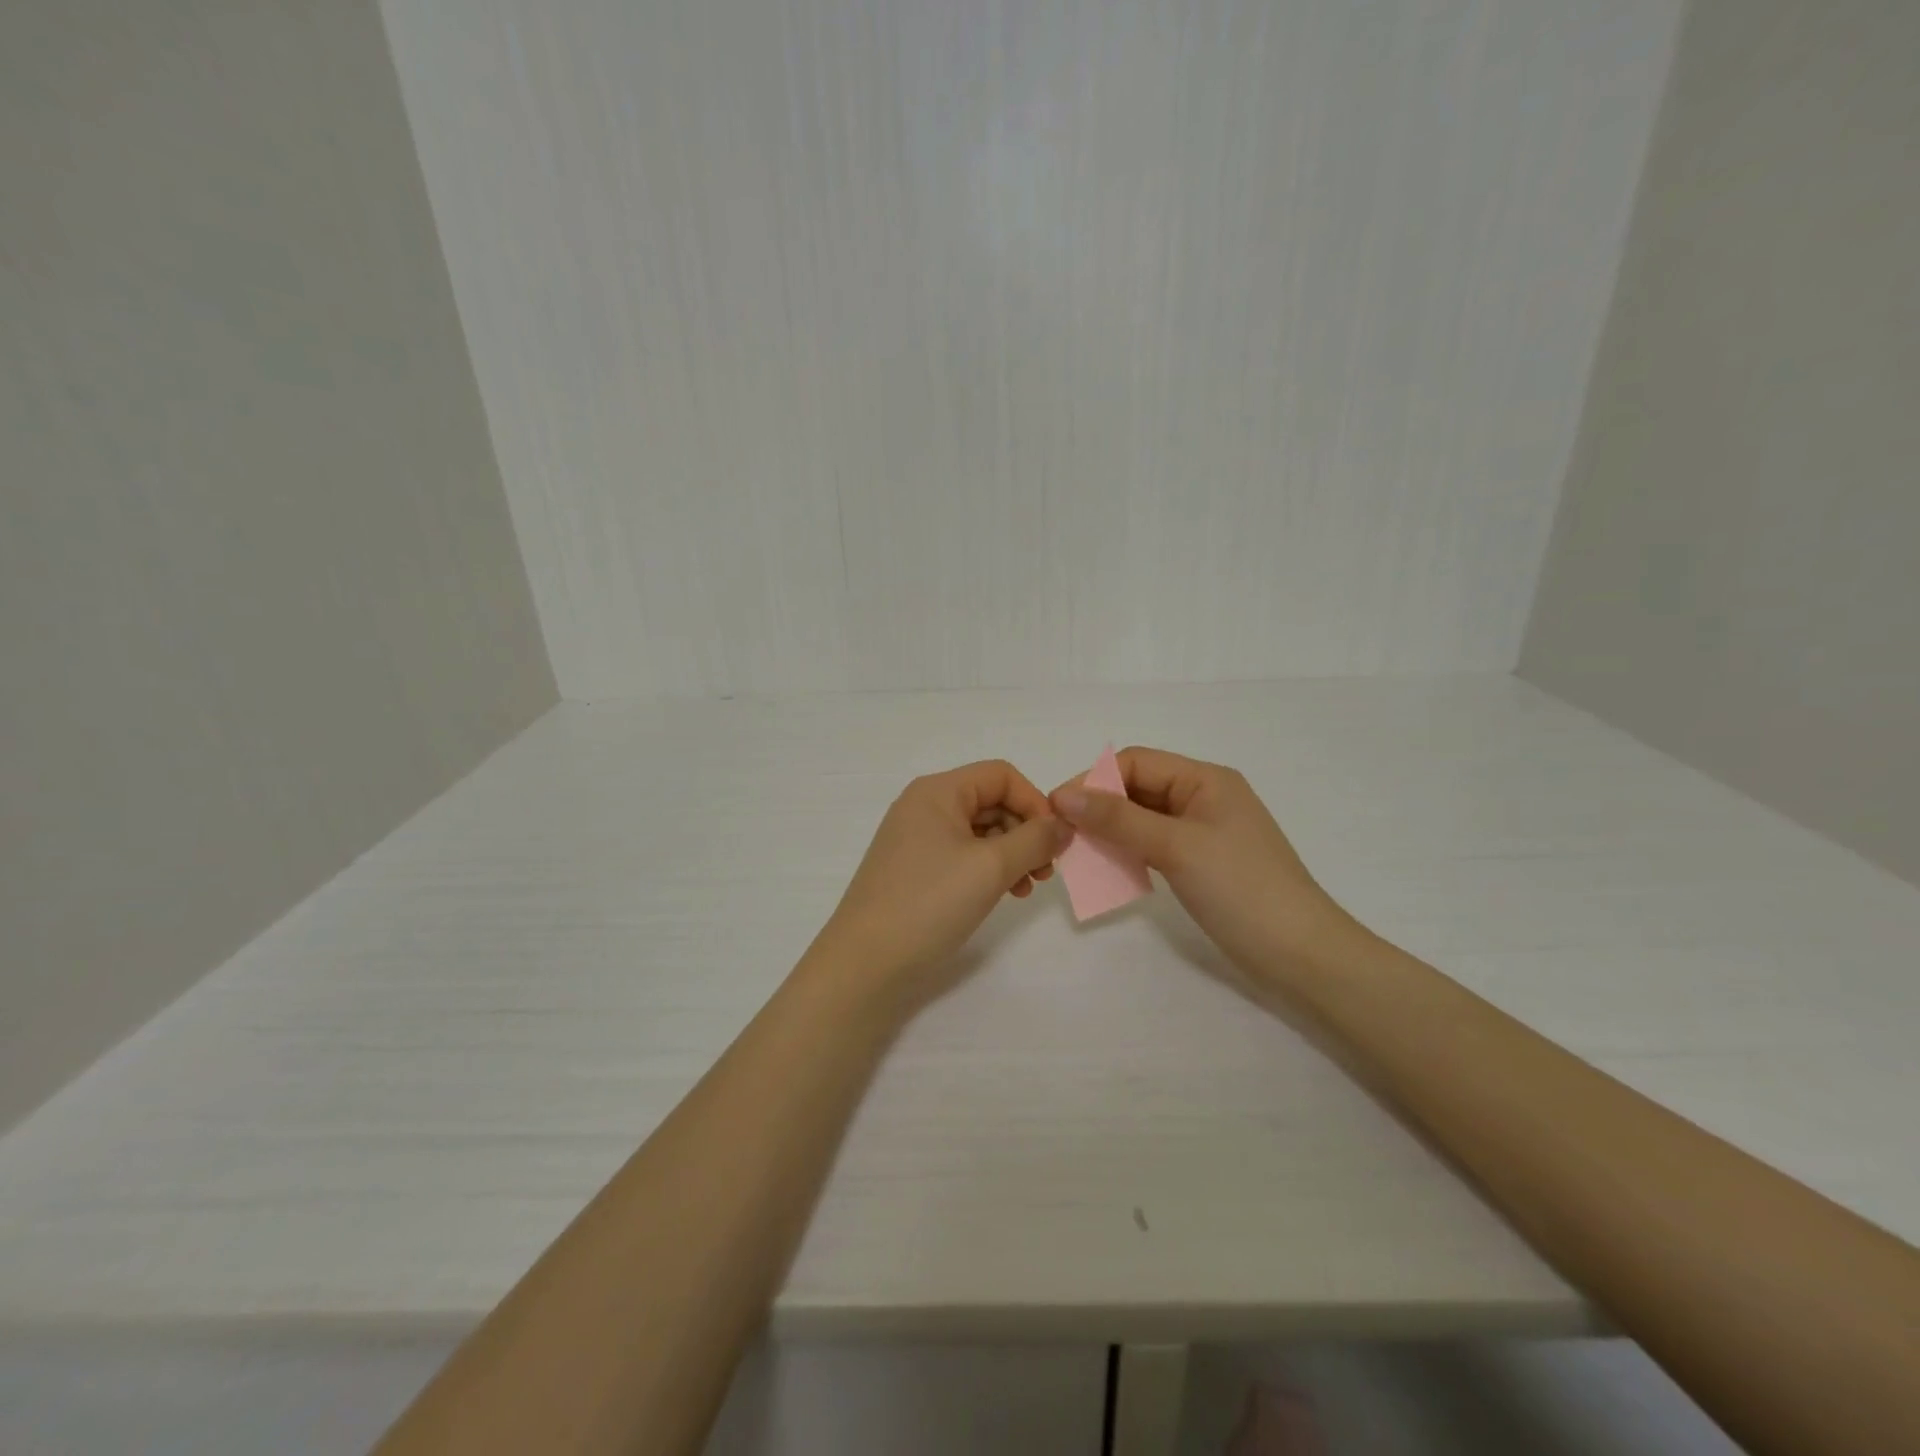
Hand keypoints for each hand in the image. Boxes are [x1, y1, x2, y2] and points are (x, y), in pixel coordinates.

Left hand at [810, 761, 1071, 1007]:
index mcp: (937, 791)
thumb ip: (1034, 840)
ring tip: (1027, 888)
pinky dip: (989, 869)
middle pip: (991, 801)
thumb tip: (1062, 825)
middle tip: (1046, 872)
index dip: (1035, 802)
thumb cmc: (928, 904)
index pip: (1001, 776)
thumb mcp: (990, 868)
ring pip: (980, 831)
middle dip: (1025, 831)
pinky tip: (1003, 895)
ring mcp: (916, 839)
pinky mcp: (915, 869)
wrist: (864, 964)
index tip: (1055, 842)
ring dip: (1011, 853)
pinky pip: (963, 855)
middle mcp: (924, 806)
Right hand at [1051, 747, 1349, 976]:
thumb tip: (1063, 795)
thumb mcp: (1175, 847)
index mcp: (1205, 779)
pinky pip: (1154, 844)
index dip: (1093, 781)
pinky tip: (1109, 869)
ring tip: (1078, 852)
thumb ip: (1117, 819)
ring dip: (1110, 831)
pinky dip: (1128, 851)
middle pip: (1138, 788)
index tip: (1057, 809)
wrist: (1301, 954)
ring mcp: (1204, 832)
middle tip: (1062, 834)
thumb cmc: (1241, 888)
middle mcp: (1204, 797)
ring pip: (1143, 818)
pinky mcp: (1202, 862)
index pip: (1135, 763)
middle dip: (1099, 806)